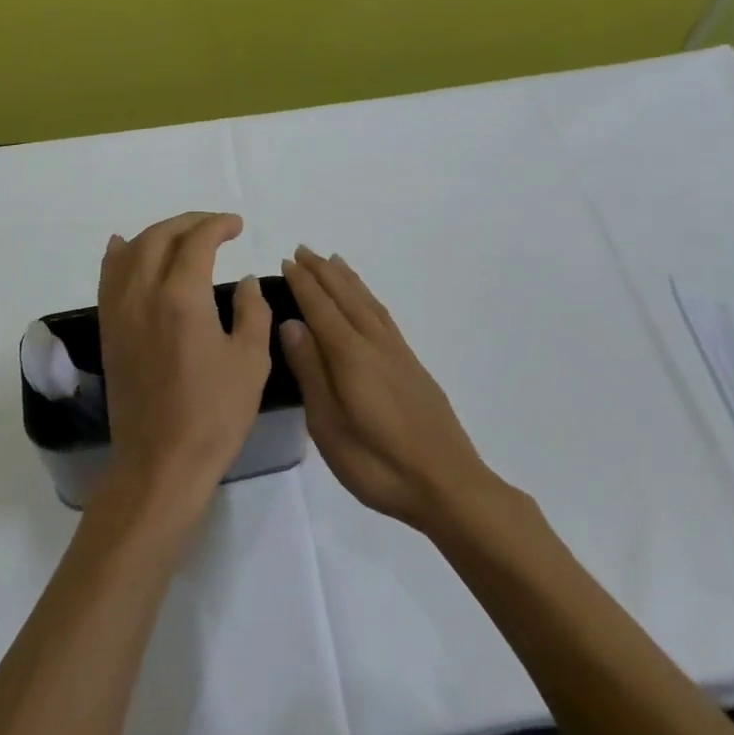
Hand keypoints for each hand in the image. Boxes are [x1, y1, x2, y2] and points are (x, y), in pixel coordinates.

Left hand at [97, 213, 271, 519]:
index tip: (237, 225)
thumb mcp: (250, 361)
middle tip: (215, 226)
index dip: (218, 225)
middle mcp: (142, 294)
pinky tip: (124, 246)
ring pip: (130, 252)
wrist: (161, 462)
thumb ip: (252, 310)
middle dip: (189, 223)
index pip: (196, 241)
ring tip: (181, 236)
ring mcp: (119, 311)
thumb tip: (245, 280)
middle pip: (160, 237)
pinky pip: (108, 277)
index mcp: (181, 297)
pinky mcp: (108, 330)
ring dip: (157, 234)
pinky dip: (119, 254)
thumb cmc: (214, 414)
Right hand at [280, 247, 487, 530]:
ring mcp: (398, 353)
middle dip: (322, 272)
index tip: (286, 261)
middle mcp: (375, 344)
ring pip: (367, 302)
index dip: (303, 284)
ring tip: (332, 261)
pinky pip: (383, 315)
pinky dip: (369, 298)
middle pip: (346, 296)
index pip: (321, 308)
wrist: (448, 484)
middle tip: (302, 250)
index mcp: (351, 356)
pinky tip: (366, 302)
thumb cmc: (378, 463)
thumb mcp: (329, 425)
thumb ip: (311, 371)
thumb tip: (291, 323)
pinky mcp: (412, 365)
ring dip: (347, 279)